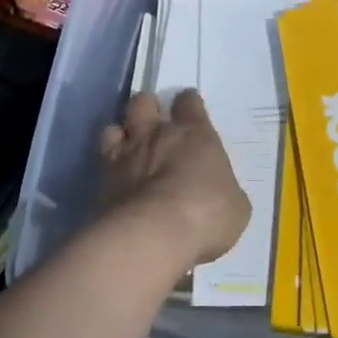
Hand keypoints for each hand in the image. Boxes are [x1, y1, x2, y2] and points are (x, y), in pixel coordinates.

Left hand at [99, 91, 250, 272]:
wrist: (154, 235)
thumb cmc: (206, 214)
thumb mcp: (235, 206)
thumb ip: (224, 189)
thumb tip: (219, 191)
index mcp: (195, 134)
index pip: (189, 103)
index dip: (188, 102)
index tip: (189, 106)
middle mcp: (157, 135)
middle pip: (144, 102)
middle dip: (147, 107)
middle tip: (153, 123)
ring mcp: (126, 155)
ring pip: (115, 127)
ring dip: (121, 134)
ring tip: (128, 148)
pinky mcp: (102, 181)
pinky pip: (101, 162)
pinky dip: (108, 167)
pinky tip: (114, 179)